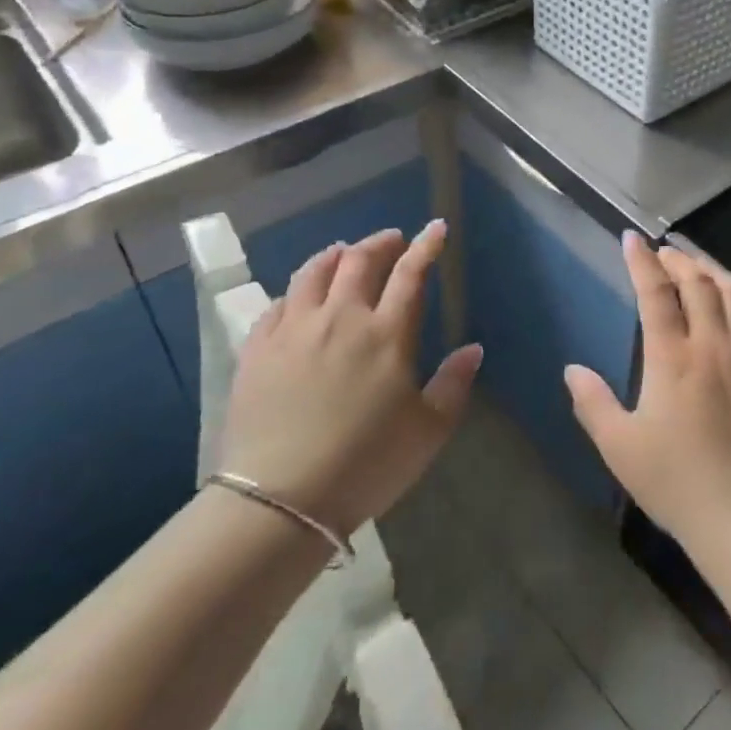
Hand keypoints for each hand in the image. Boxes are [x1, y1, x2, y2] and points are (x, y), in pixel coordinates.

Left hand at [217, 221, 480, 539]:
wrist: (280, 501)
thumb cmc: (366, 465)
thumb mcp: (428, 431)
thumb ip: (453, 383)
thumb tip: (473, 348)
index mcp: (386, 334)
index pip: (411, 273)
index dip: (426, 246)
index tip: (435, 228)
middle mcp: (341, 318)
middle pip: (360, 261)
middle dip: (381, 243)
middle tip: (392, 241)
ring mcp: (294, 330)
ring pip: (314, 272)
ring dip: (335, 255)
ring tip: (345, 253)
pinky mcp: (257, 350)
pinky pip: (277, 304)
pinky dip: (296, 291)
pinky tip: (300, 297)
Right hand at [565, 233, 730, 562]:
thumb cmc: (675, 481)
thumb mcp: (620, 446)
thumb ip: (593, 403)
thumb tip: (572, 370)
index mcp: (672, 357)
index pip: (655, 292)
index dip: (641, 261)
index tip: (632, 239)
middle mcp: (712, 344)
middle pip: (698, 282)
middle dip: (677, 260)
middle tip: (663, 254)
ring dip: (712, 272)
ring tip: (697, 269)